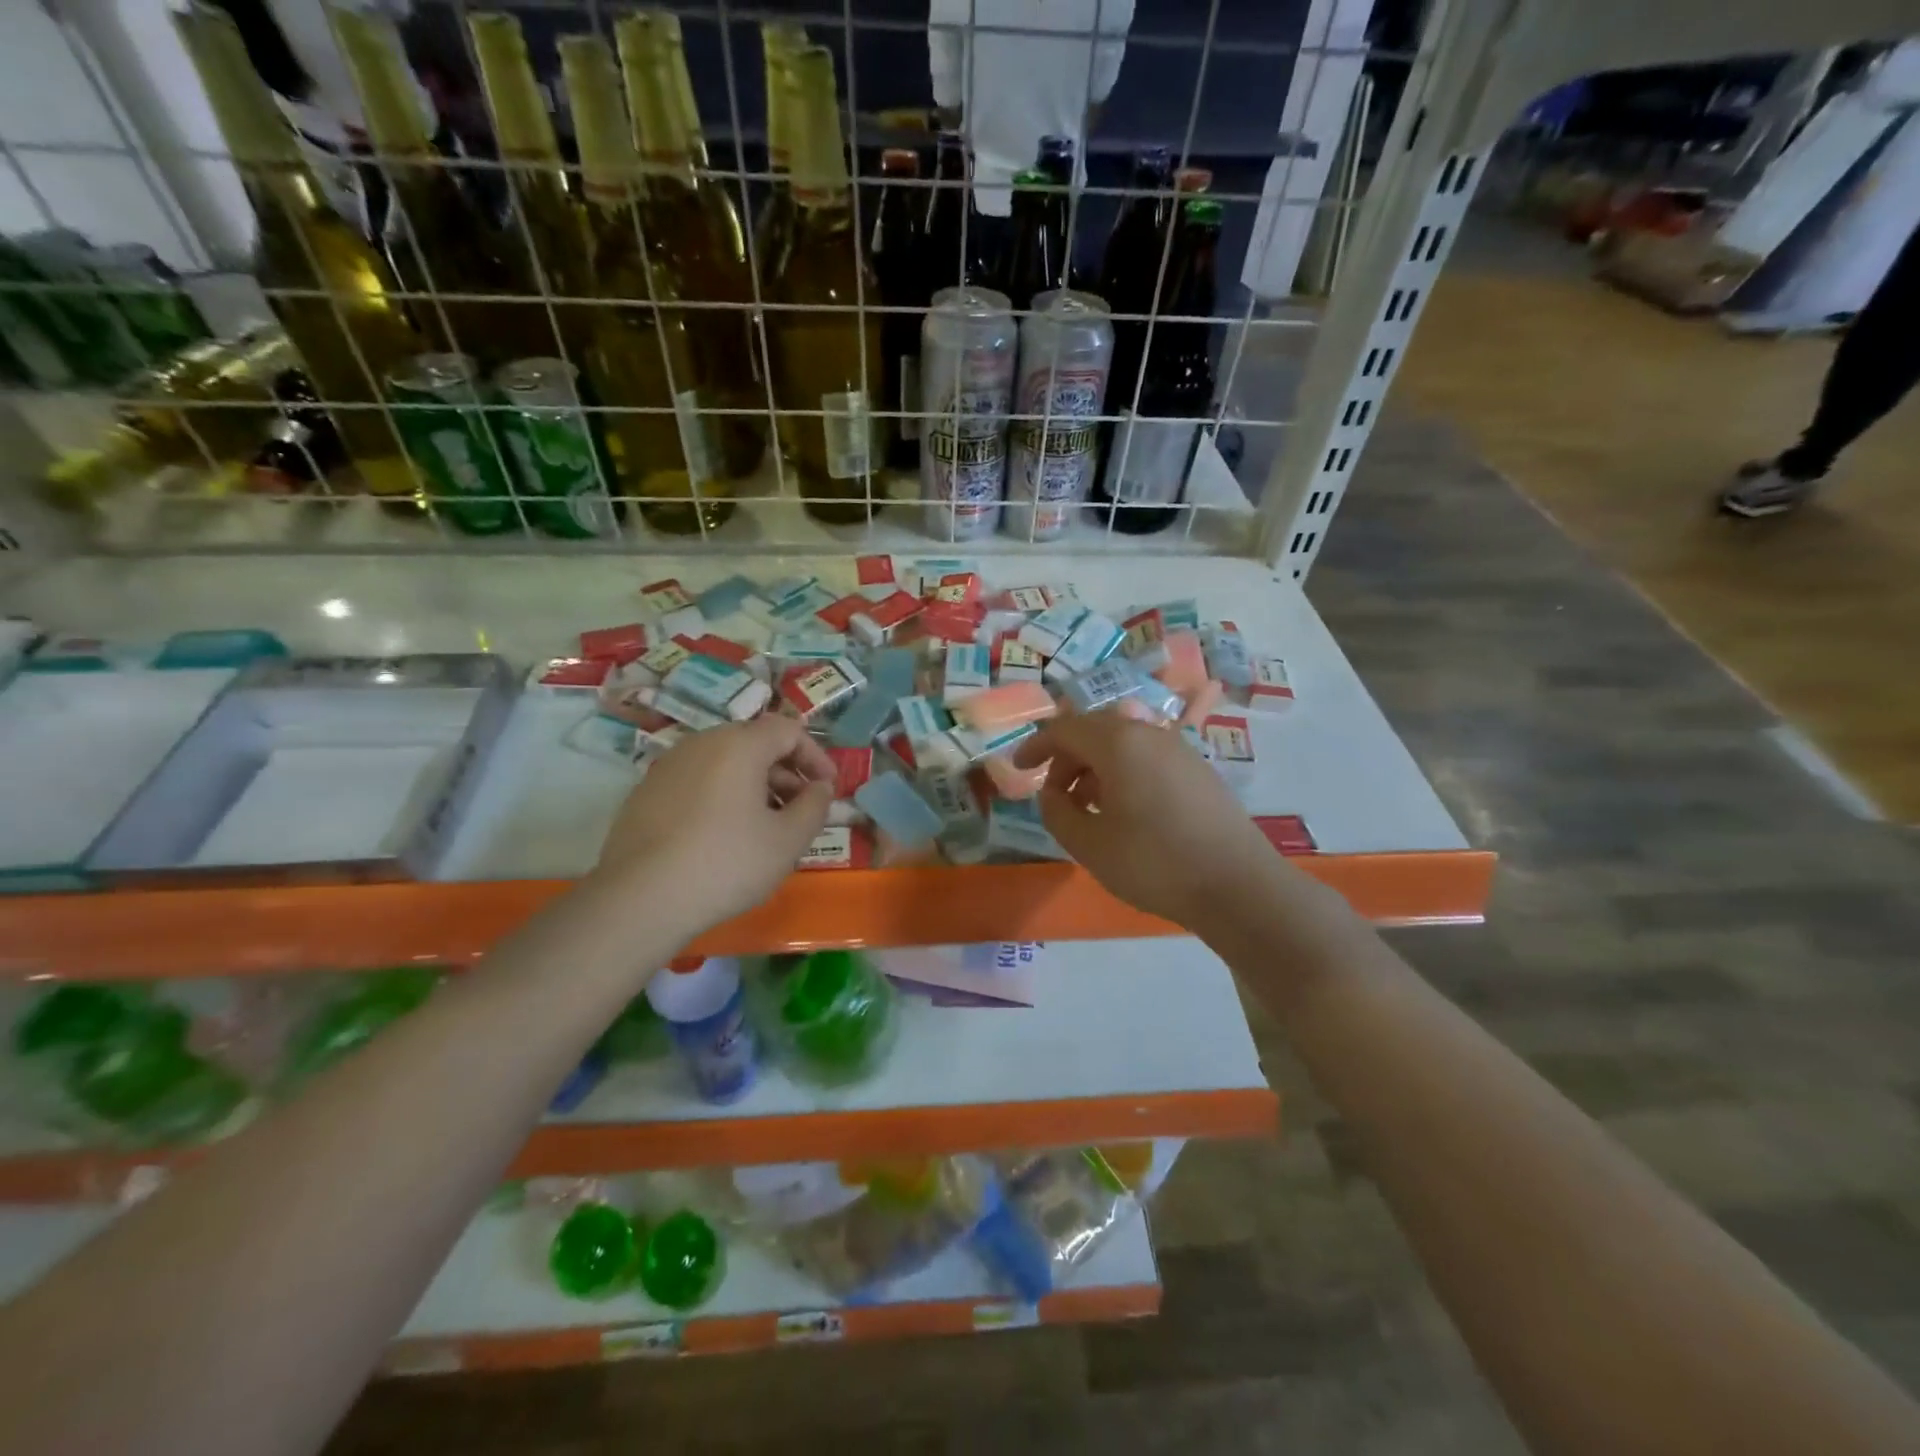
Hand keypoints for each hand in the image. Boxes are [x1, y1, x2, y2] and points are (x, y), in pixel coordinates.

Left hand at [591, 715, 834, 939]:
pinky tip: (723, 838)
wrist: (640, 899)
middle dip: (785, 773)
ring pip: (724, 763)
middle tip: (800, 811)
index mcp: (739, 744)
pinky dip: (721, 797)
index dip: (815, 756)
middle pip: (755, 744)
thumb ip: (815, 806)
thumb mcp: (788, 840)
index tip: (828, 789)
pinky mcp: (645, 792)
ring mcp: (667, 766)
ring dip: (754, 786)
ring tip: (764, 828)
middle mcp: (701, 743)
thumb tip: (820, 788)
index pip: (788, 730)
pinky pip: (697, 782)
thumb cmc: (727, 863)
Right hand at [1012, 709, 1277, 928]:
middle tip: (1055, 795)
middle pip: (1094, 730)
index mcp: (1118, 743)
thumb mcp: (1089, 845)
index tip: (1018, 769)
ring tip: (1088, 808)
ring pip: (1123, 743)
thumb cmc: (1154, 863)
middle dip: (1067, 758)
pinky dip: (1124, 773)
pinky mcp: (1199, 770)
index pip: (1064, 729)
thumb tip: (1052, 794)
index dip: (1036, 746)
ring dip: (1096, 767)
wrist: (1238, 886)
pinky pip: (1148, 757)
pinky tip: (1126, 812)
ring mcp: (1179, 749)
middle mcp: (1149, 734)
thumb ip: (1057, 813)